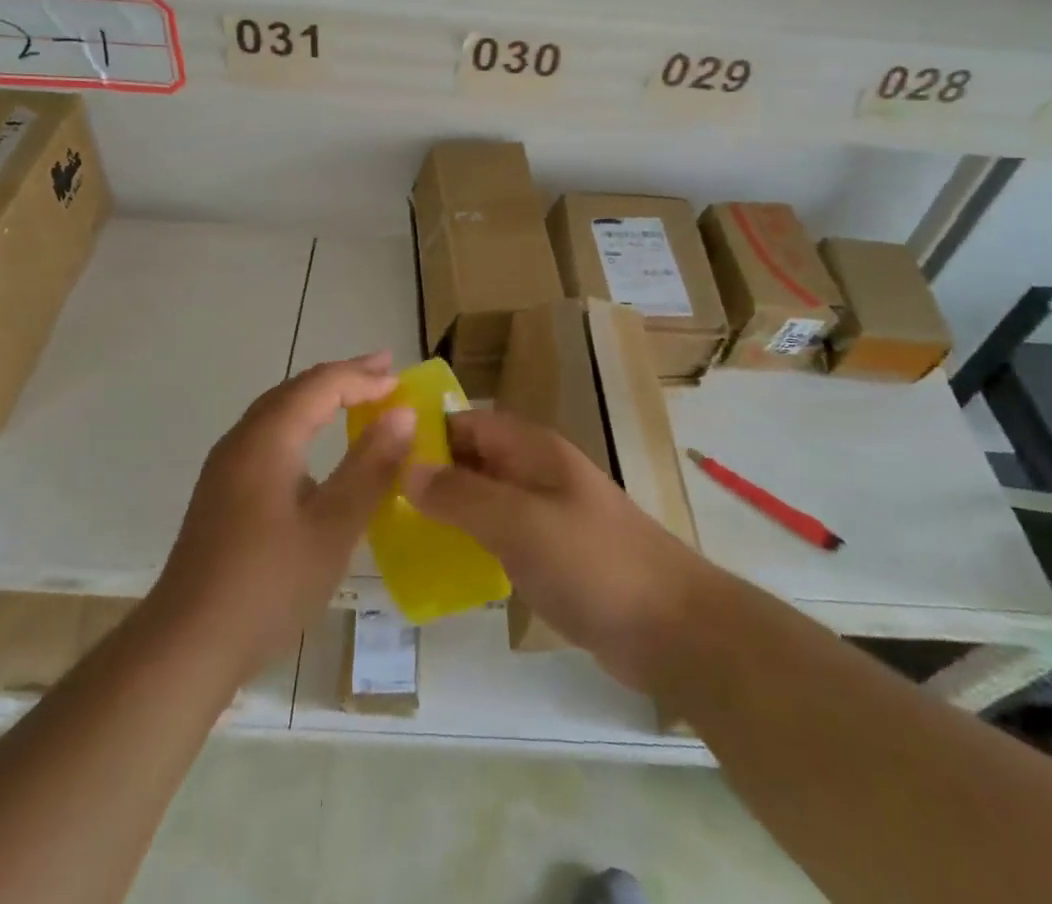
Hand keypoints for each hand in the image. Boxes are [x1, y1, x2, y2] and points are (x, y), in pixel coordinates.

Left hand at [150, 352, 414, 677]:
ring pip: (278, 411)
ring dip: (320, 398)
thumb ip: (370, 467)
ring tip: (357, 396)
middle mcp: (242, 440)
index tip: (402, 381)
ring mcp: (226, 466)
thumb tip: (403, 415)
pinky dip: (302, 423)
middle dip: (342, 377)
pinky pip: (268, 435)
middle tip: (384, 371)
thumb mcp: (333, 527)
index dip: (363, 377)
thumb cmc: (268, 585)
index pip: (321, 385)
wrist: (186, 645)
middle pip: (296, 389)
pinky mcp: (222, 491)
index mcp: (267, 439)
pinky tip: (315, 446)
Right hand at [402, 409, 706, 691]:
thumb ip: (462, 495)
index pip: (468, 423)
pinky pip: (501, 537)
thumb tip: (406, 469)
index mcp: (533, 450)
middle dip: (431, 475)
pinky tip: (444, 569)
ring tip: (398, 536)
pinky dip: (473, 544)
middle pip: (474, 460)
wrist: (673, 628)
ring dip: (449, 512)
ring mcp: (548, 514)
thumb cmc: (593, 563)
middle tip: (378, 502)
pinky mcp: (554, 555)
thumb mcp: (520, 523)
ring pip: (485, 500)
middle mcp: (538, 473)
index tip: (378, 455)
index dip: (426, 433)